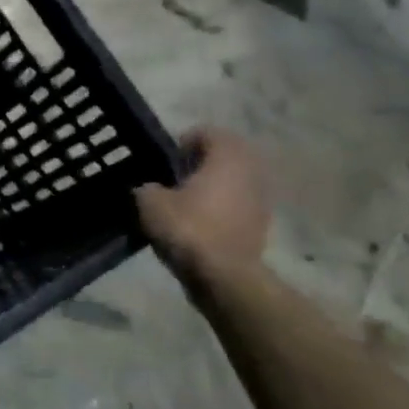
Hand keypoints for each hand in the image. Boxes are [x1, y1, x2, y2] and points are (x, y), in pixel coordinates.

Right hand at [134, 129, 269, 280]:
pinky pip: (239, 206)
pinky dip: (222, 208)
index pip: (210, 132)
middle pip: (227, 156)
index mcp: (227, 158)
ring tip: (186, 202)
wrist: (223, 276)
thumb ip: (147, 187)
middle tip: (176, 177)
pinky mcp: (261, 226)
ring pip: (235, 182)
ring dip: (214, 186)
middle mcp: (251, 173)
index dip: (186, 140)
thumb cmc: (188, 228)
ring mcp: (261, 201)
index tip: (168, 159)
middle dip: (203, 163)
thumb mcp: (150, 202)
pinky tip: (199, 224)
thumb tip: (150, 188)